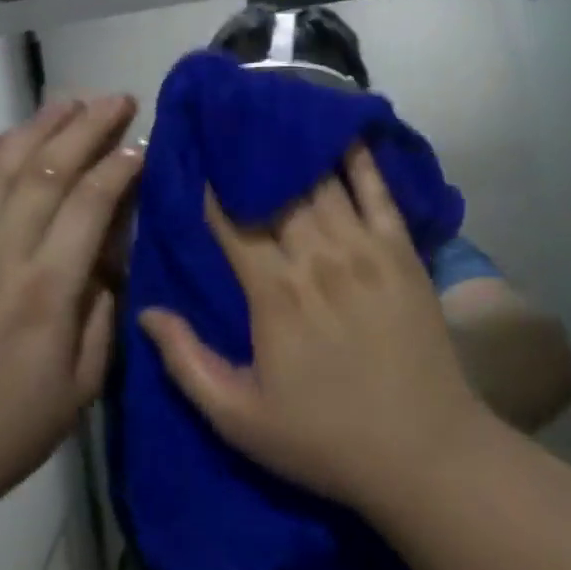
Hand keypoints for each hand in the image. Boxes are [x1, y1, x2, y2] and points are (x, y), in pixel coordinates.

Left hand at [0, 94, 142, 525]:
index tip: (142, 145)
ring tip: (69, 101)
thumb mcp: (81, 387)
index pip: (91, 203)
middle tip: (117, 100)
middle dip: (88, 126)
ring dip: (38, 126)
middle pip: (49, 169)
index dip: (120, 166)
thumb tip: (109, 255)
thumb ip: (103, 313)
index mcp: (47, 291)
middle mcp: (1, 255)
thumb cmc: (5, 430)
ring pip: (1, 166)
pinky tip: (2, 136)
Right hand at [140, 145, 494, 514]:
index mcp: (273, 293)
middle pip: (274, 192)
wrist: (424, 452)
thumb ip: (188, 363)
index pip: (233, 223)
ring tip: (273, 117)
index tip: (199, 159)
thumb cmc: (325, 438)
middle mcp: (315, 256)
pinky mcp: (400, 250)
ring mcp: (362, 247)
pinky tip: (341, 130)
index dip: (213, 190)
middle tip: (232, 126)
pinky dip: (358, 158)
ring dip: (293, 149)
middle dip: (250, 159)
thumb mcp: (241, 419)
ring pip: (319, 182)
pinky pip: (377, 190)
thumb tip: (145, 311)